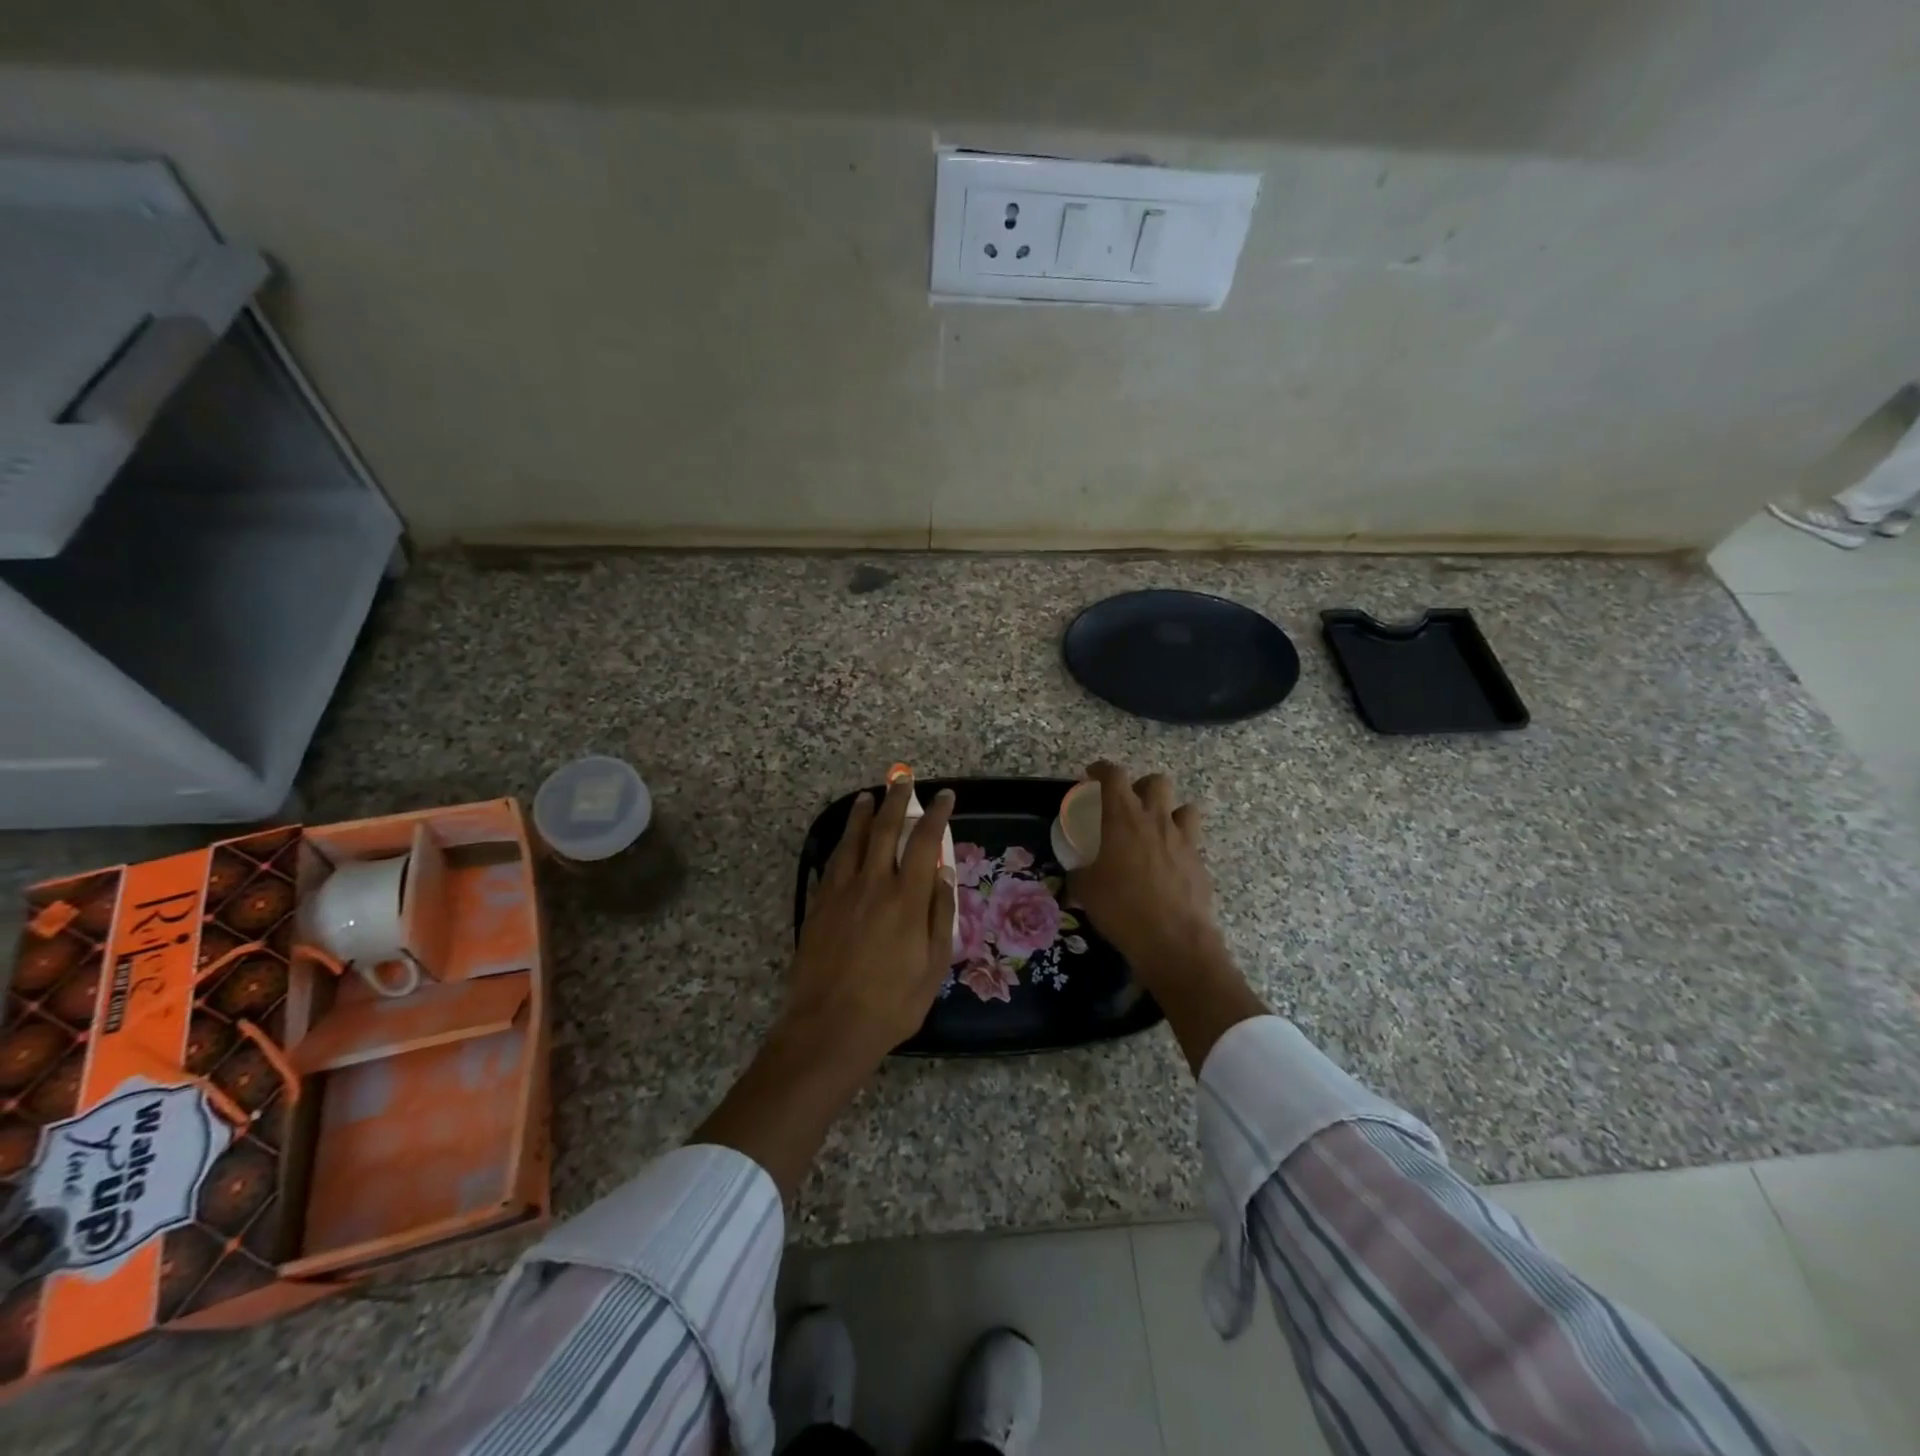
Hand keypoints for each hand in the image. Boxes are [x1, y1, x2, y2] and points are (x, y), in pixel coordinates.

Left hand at [692, 776, 955, 1199]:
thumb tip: (944, 874)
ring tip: (867, 798)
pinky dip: (839, 846)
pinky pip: (830, 864)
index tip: (943, 796)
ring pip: (851, 841)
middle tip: (903, 779)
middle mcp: (872, 884)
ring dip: (861, 815)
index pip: (924, 841)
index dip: (935, 814)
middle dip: (896, 800)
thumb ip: (941, 916)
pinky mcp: (818, 906)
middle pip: (884, 830)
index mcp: (907, 898)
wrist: (829, 1028)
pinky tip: (841, 842)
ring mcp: (840, 893)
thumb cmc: (892, 1004)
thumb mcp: (933, 966)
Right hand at [1068, 761, 1220, 979]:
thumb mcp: (1085, 889)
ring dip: (1169, 812)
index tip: (1092, 775)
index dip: (1101, 770)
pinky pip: (1192, 840)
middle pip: (1155, 782)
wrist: (1171, 939)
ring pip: (1184, 807)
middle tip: (1128, 806)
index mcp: (1122, 817)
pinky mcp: (1199, 861)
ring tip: (1156, 831)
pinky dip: (1180, 844)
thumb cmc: (1120, 907)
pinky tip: (1169, 864)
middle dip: (1141, 787)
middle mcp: (1155, 819)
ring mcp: (1182, 839)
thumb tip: (1078, 872)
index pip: (1113, 775)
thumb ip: (1080, 871)